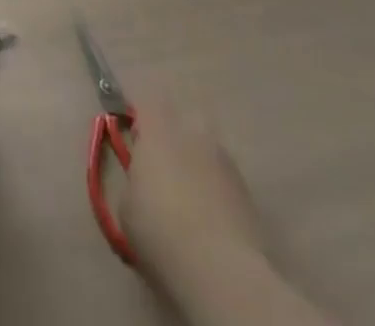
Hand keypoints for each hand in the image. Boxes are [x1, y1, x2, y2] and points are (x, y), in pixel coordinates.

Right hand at [121, 90, 267, 271]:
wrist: (220, 271)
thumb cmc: (159, 230)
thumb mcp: (126, 205)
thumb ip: (134, 180)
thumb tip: (143, 182)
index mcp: (158, 129)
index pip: (147, 103)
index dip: (140, 119)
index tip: (134, 142)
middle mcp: (193, 133)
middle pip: (183, 120)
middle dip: (174, 137)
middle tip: (164, 167)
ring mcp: (225, 161)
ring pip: (206, 150)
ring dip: (197, 164)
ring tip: (190, 199)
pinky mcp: (248, 192)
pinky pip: (224, 179)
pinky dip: (216, 190)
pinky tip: (211, 219)